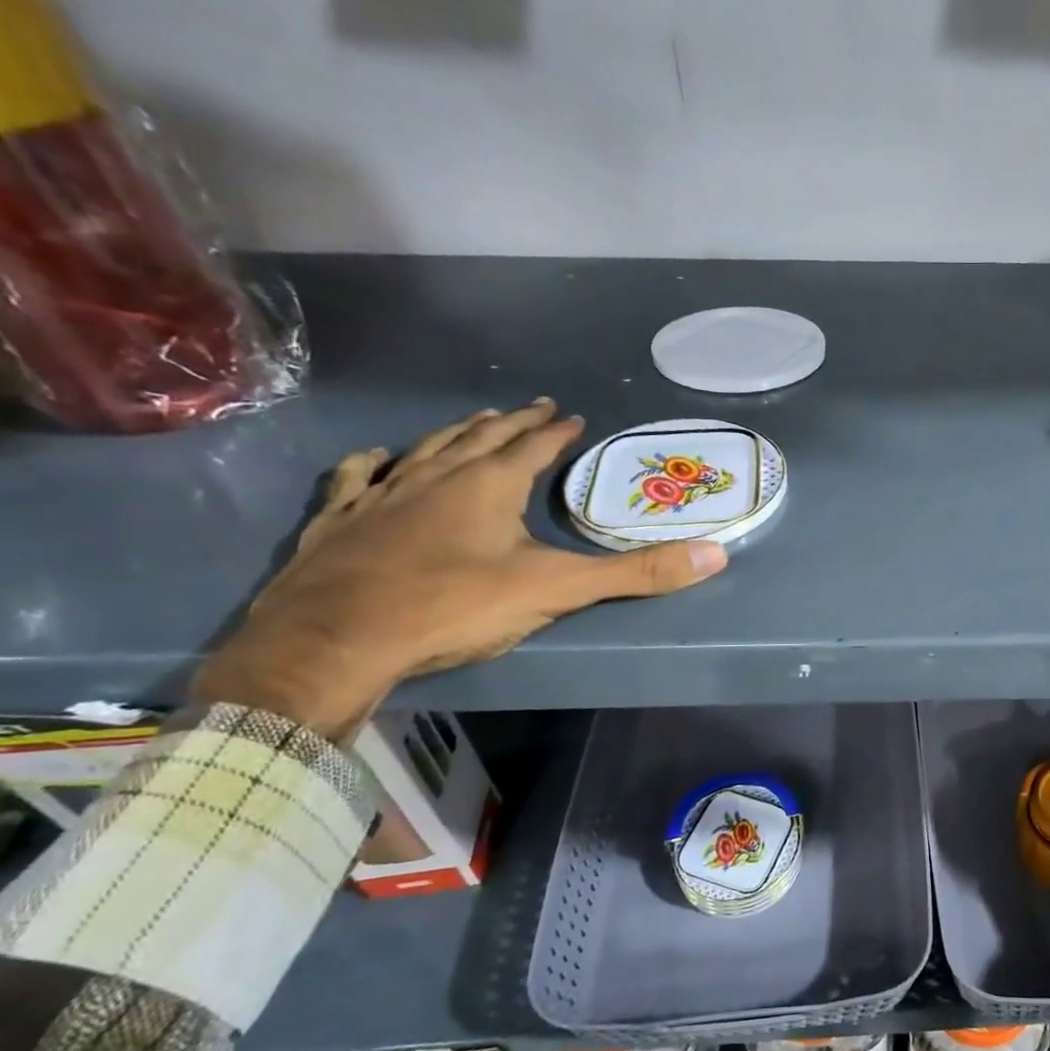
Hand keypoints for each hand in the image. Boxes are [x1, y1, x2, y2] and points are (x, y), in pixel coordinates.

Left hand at [191, 400, 726, 737]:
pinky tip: (375, 458)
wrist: (333, 642)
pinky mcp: (339, 523)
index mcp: (489, 485)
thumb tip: (716, 555)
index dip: (556, 430)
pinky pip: (358, 479)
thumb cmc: (453, 607)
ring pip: (424, 451)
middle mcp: (435, 476)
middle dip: (510, 423)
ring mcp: (381, 495)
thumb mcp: (558, 590)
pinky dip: (373, 464)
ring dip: (453, 434)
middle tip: (529, 408)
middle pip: (480, 438)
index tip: (572, 415)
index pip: (533, 446)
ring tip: (472, 422)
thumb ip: (636, 573)